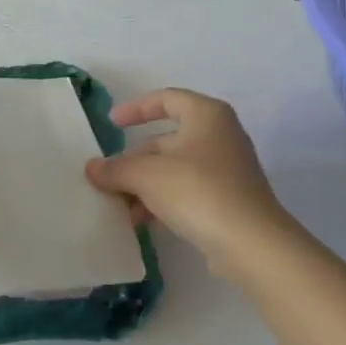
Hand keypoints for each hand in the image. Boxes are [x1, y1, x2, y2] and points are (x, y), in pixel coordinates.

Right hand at [86, 88, 295, 285]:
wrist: (252, 245)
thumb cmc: (198, 191)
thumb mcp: (146, 175)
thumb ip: (115, 168)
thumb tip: (92, 168)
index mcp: (206, 115)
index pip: (166, 99)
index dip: (136, 108)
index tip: (112, 124)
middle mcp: (220, 136)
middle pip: (166, 139)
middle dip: (134, 160)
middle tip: (108, 178)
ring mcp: (228, 170)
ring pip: (175, 169)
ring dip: (144, 185)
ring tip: (120, 207)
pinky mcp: (230, 200)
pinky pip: (187, 192)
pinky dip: (163, 201)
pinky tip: (143, 222)